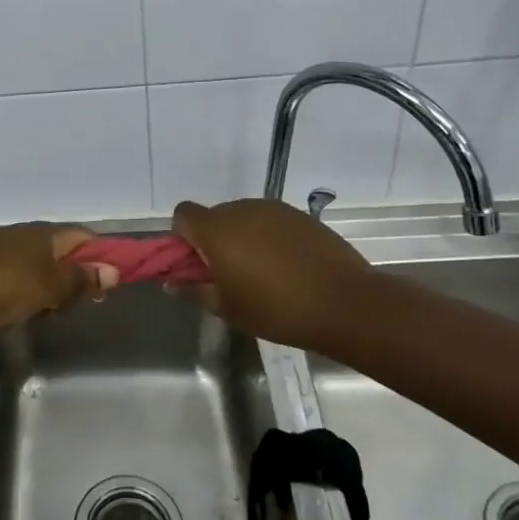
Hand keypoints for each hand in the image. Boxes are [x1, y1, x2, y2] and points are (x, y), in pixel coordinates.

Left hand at [0, 223, 115, 329]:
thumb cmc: (4, 284)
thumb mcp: (51, 286)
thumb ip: (82, 279)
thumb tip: (113, 269)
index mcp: (47, 234)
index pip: (86, 238)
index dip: (102, 259)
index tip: (106, 287)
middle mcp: (28, 235)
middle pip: (64, 255)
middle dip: (72, 281)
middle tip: (70, 307)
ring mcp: (5, 249)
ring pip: (41, 270)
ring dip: (48, 292)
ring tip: (43, 314)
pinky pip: (18, 279)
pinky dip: (25, 295)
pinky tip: (18, 313)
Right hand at [172, 198, 373, 348]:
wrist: (346, 304)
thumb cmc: (277, 309)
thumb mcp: (227, 308)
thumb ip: (194, 290)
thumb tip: (172, 282)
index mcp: (216, 229)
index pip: (183, 215)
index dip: (183, 237)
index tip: (197, 264)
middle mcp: (241, 209)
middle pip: (213, 216)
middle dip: (214, 240)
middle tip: (229, 275)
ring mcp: (273, 209)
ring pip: (243, 218)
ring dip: (242, 238)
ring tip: (263, 273)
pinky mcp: (300, 215)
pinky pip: (270, 222)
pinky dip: (269, 238)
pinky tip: (288, 267)